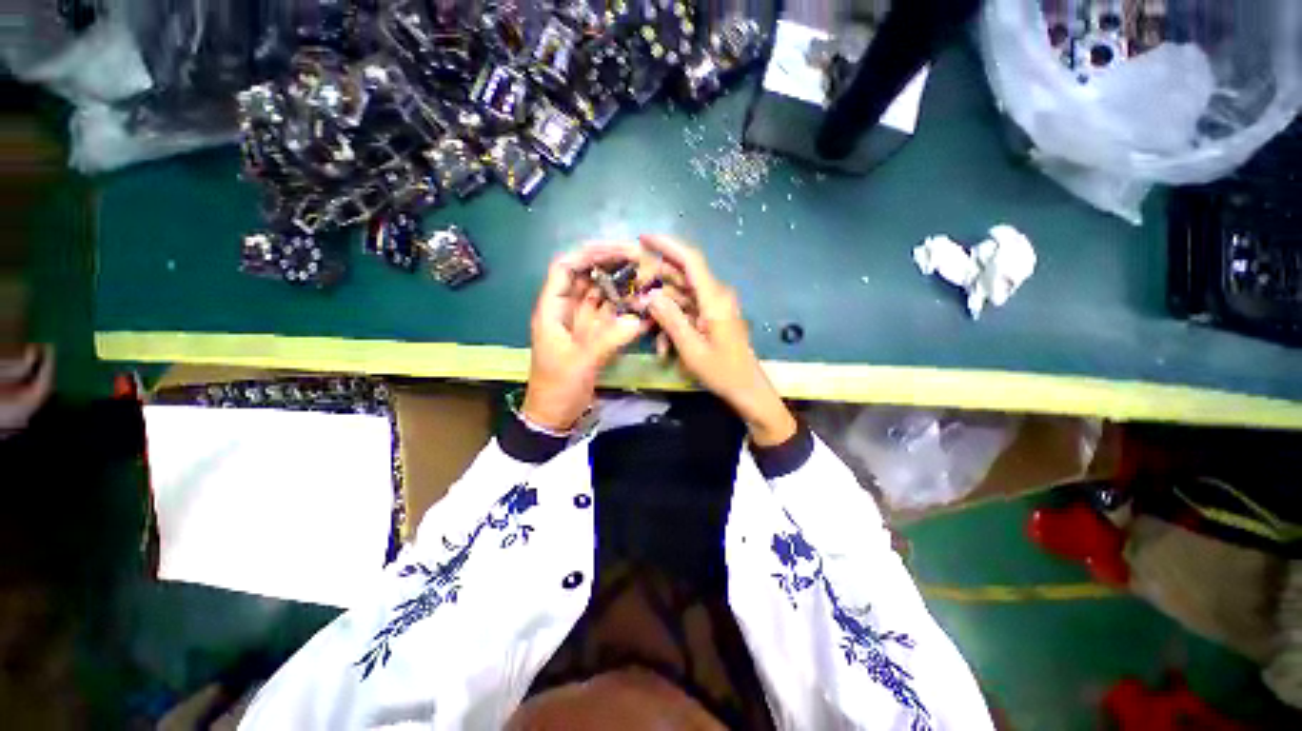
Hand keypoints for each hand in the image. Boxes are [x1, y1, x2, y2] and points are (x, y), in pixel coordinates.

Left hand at [524, 243, 649, 431]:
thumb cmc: (558, 388)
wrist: (554, 415)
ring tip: (645, 276)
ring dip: (621, 285)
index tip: (617, 250)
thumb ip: (609, 339)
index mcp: (552, 309)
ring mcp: (582, 323)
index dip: (588, 254)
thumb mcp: (580, 363)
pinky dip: (625, 308)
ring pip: (601, 294)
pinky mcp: (594, 336)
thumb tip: (640, 319)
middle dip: (610, 264)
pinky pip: (610, 314)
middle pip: (586, 276)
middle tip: (639, 259)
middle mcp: (567, 310)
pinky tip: (642, 303)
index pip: (565, 268)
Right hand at [638, 234, 796, 446]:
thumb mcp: (691, 348)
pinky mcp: (712, 316)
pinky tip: (663, 346)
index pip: (690, 259)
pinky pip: (687, 311)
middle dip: (656, 284)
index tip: (642, 238)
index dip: (666, 244)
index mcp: (714, 298)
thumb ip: (670, 319)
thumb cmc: (722, 371)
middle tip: (633, 295)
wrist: (747, 389)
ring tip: (646, 329)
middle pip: (681, 276)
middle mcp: (715, 295)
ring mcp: (714, 306)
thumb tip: (649, 296)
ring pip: (681, 296)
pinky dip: (673, 323)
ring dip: (663, 312)